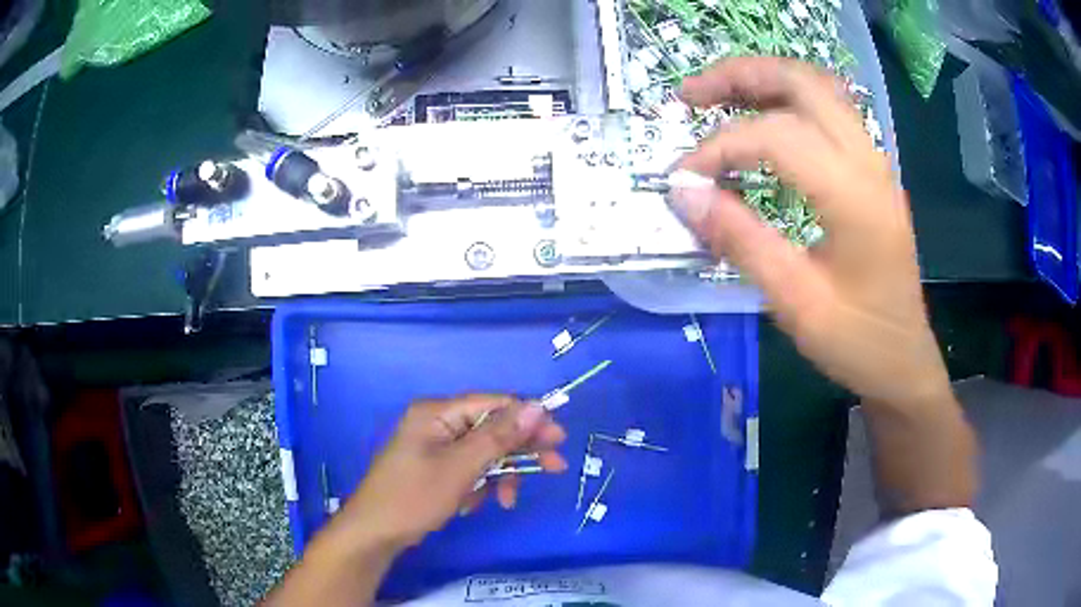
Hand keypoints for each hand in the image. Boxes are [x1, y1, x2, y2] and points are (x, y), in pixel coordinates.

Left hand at [339, 395, 566, 549]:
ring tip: (507, 500)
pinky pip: (470, 468)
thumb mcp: (461, 467)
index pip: (494, 403)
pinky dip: (481, 484)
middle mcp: (438, 423)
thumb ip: (499, 436)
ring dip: (501, 474)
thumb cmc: (414, 497)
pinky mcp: (436, 467)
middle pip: (492, 428)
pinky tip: (477, 504)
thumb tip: (537, 406)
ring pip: (484, 452)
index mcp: (438, 412)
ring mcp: (436, 446)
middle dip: (521, 450)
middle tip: (555, 467)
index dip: (529, 418)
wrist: (375, 533)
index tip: (559, 439)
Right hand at [673, 57, 950, 406]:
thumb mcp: (795, 303)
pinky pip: (830, 109)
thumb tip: (683, 193)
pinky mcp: (872, 171)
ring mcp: (875, 162)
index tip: (683, 178)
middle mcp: (869, 164)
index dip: (721, 147)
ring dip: (764, 79)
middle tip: (690, 96)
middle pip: (803, 83)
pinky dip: (788, 98)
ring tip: (717, 96)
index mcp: (855, 198)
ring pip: (819, 87)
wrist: (904, 361)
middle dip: (740, 75)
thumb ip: (741, 241)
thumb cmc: (857, 342)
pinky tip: (763, 116)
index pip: (778, 137)